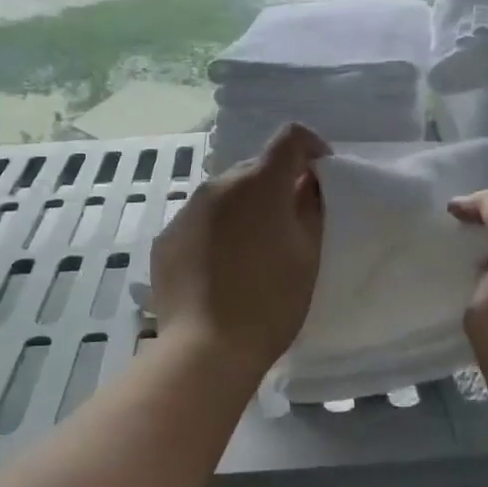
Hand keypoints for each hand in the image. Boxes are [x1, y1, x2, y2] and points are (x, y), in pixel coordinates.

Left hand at [150, 124, 328, 376]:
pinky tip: (222, 269)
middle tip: (291, 223)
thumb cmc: (270, 301)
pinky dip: (216, 231)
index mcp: (259, 183)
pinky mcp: (166, 238)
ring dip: (244, 209)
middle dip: (277, 185)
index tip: (321, 174)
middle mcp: (217, 184)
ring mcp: (186, 210)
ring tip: (254, 251)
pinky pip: (200, 221)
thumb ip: (311, 206)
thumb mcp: (308, 254)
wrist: (206, 349)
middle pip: (255, 168)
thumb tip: (307, 181)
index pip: (289, 138)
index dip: (311, 147)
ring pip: (224, 196)